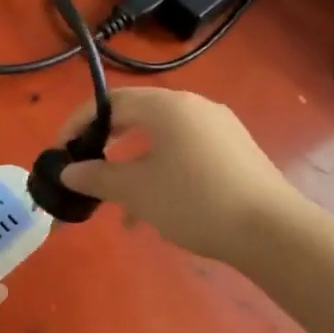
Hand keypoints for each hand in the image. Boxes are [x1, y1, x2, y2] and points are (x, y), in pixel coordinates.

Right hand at [57, 88, 292, 262]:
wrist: (271, 230)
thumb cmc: (194, 201)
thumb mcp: (137, 191)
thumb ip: (97, 177)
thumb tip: (68, 171)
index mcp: (168, 106)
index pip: (111, 102)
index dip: (80, 123)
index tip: (62, 150)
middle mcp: (195, 107)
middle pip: (138, 118)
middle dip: (108, 145)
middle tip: (88, 169)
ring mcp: (219, 129)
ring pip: (162, 141)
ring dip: (135, 167)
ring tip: (121, 207)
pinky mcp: (236, 152)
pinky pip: (186, 154)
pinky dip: (163, 173)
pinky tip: (158, 211)